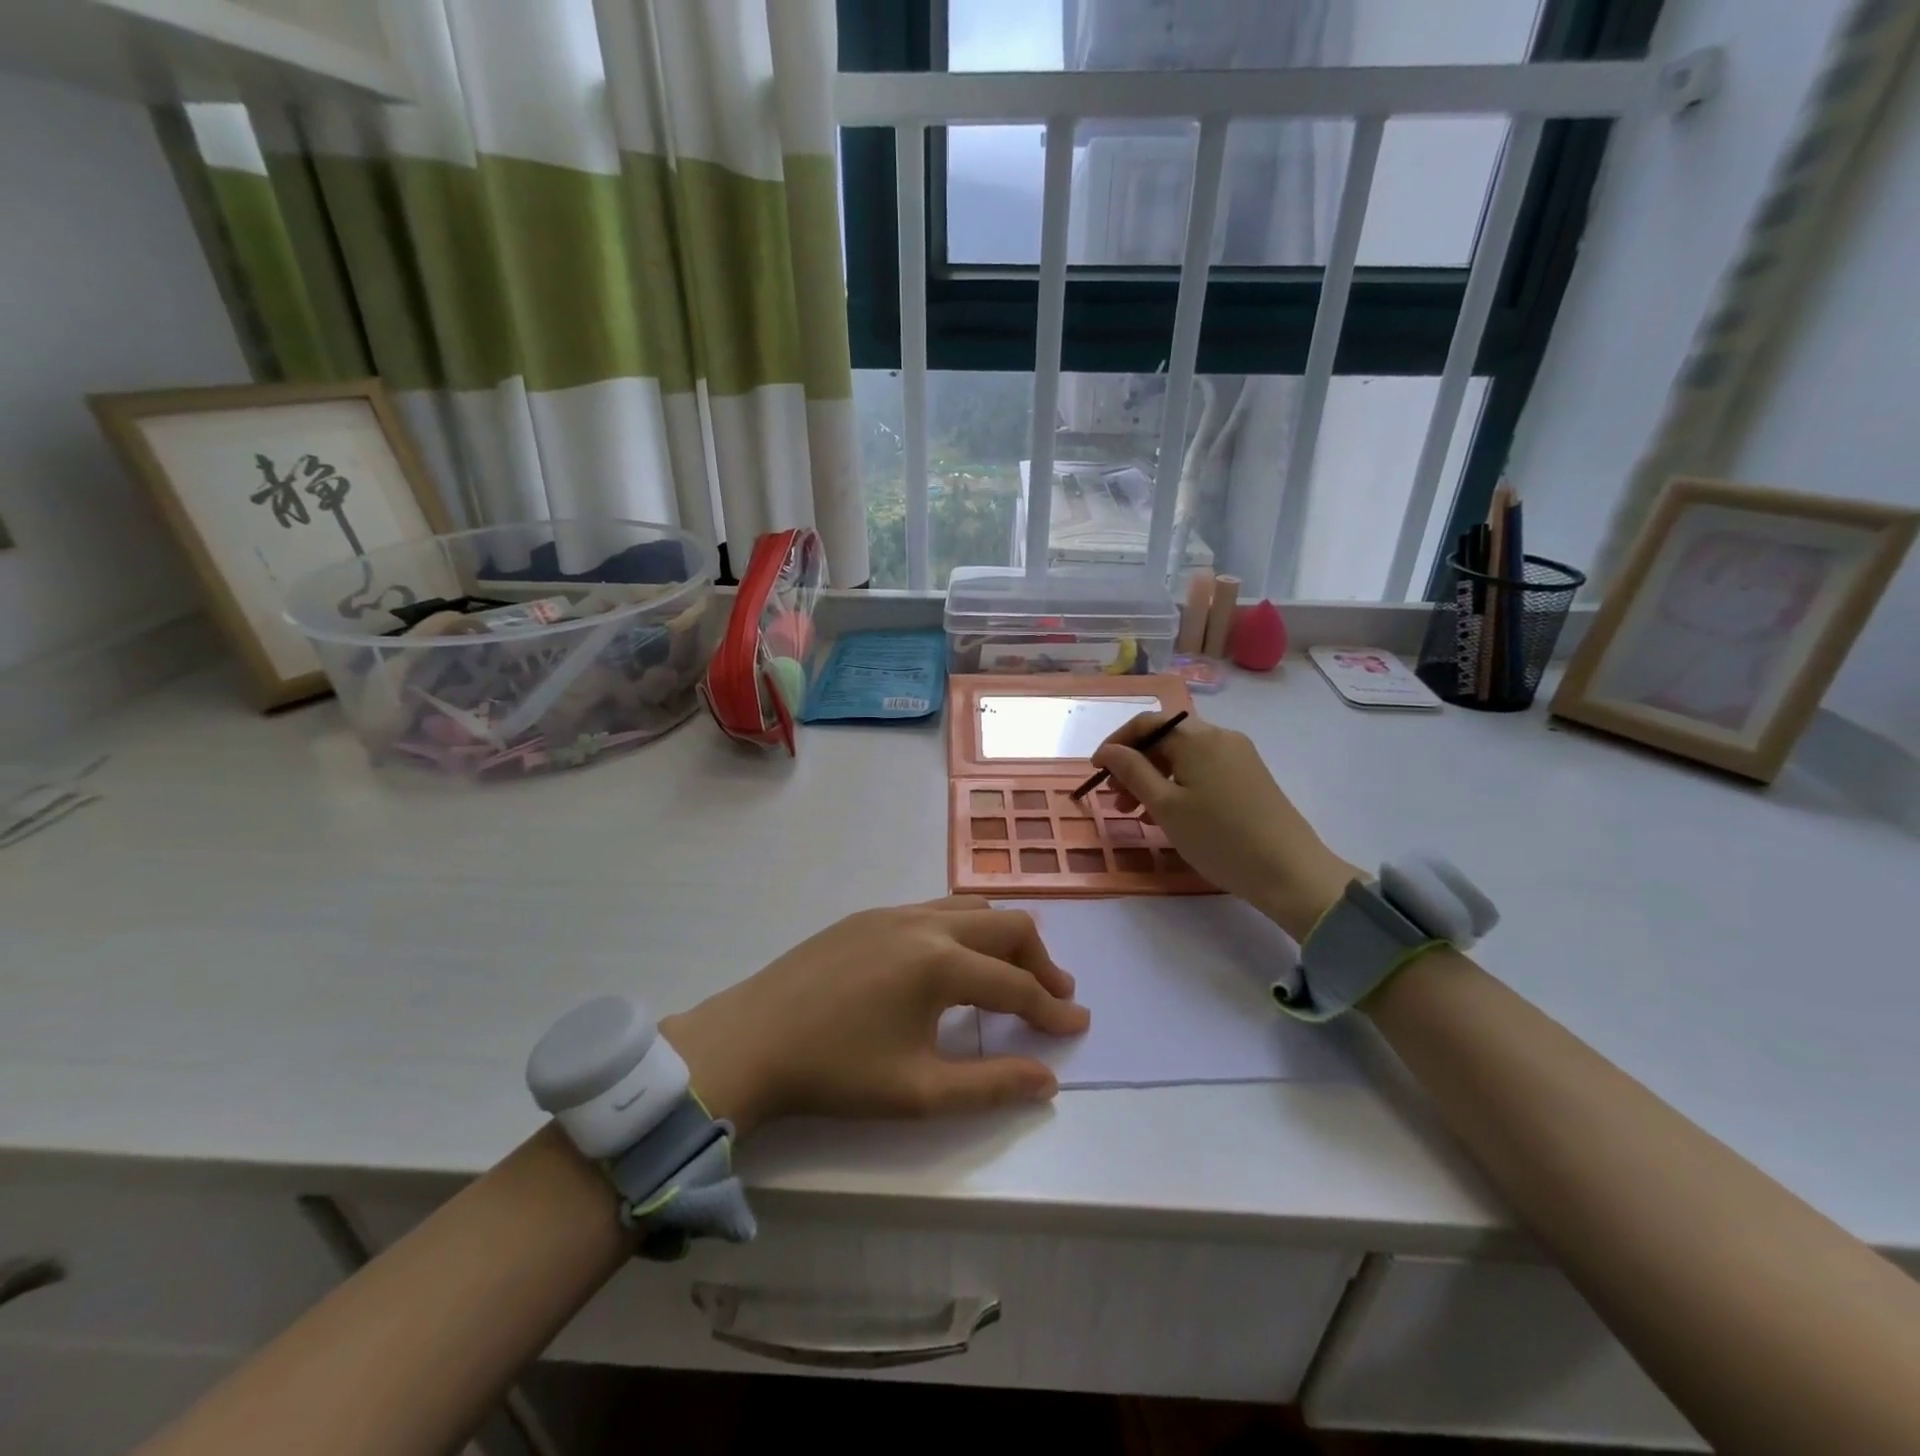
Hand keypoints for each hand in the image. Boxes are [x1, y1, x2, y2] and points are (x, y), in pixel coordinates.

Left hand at [660, 898, 1088, 1136]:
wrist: (749, 1041)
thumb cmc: (836, 1073)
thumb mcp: (919, 1092)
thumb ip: (990, 1085)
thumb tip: (1047, 1079)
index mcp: (940, 963)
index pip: (1015, 985)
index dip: (1051, 1009)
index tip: (1078, 1025)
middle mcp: (924, 923)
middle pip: (1005, 926)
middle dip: (1039, 960)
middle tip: (1053, 996)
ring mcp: (893, 912)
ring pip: (970, 908)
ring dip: (1002, 938)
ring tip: (1012, 974)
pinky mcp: (867, 915)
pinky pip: (935, 909)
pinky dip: (964, 929)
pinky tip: (952, 963)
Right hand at [1091, 711, 1359, 939]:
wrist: (1290, 871)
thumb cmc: (1219, 838)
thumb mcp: (1166, 806)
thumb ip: (1133, 772)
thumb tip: (1109, 750)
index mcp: (1198, 738)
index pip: (1146, 724)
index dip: (1117, 744)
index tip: (1097, 772)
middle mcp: (1220, 737)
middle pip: (1166, 740)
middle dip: (1135, 765)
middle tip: (1116, 800)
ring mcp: (1240, 757)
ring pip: (1184, 758)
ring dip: (1155, 779)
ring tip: (1139, 815)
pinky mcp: (1251, 778)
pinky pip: (1204, 771)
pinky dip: (1179, 786)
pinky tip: (1171, 817)